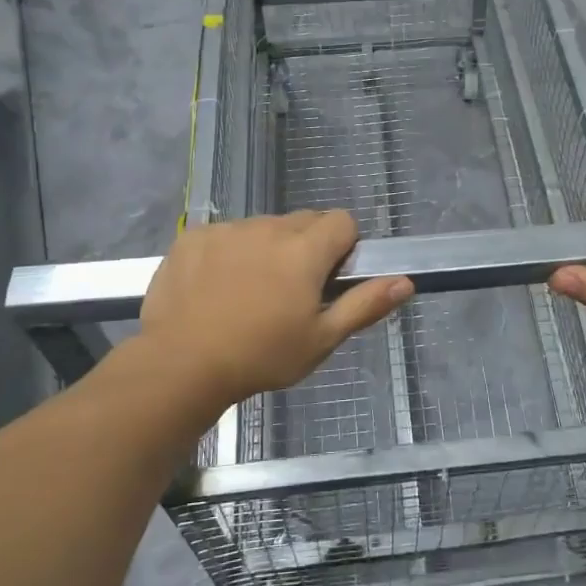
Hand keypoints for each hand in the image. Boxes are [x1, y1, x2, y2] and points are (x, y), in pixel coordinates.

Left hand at [136, 209, 412, 411]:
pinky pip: (225, 234)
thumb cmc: (261, 356)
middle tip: (291, 292)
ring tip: (249, 293)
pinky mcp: (193, 236)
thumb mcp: (321, 339)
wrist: (180, 364)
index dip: (343, 247)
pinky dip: (229, 252)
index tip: (328, 280)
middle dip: (306, 247)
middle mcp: (269, 227)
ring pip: (263, 228)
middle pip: (303, 221)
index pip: (342, 221)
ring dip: (267, 249)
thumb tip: (405, 281)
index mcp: (305, 249)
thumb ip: (365, 304)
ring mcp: (228, 229)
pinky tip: (215, 288)